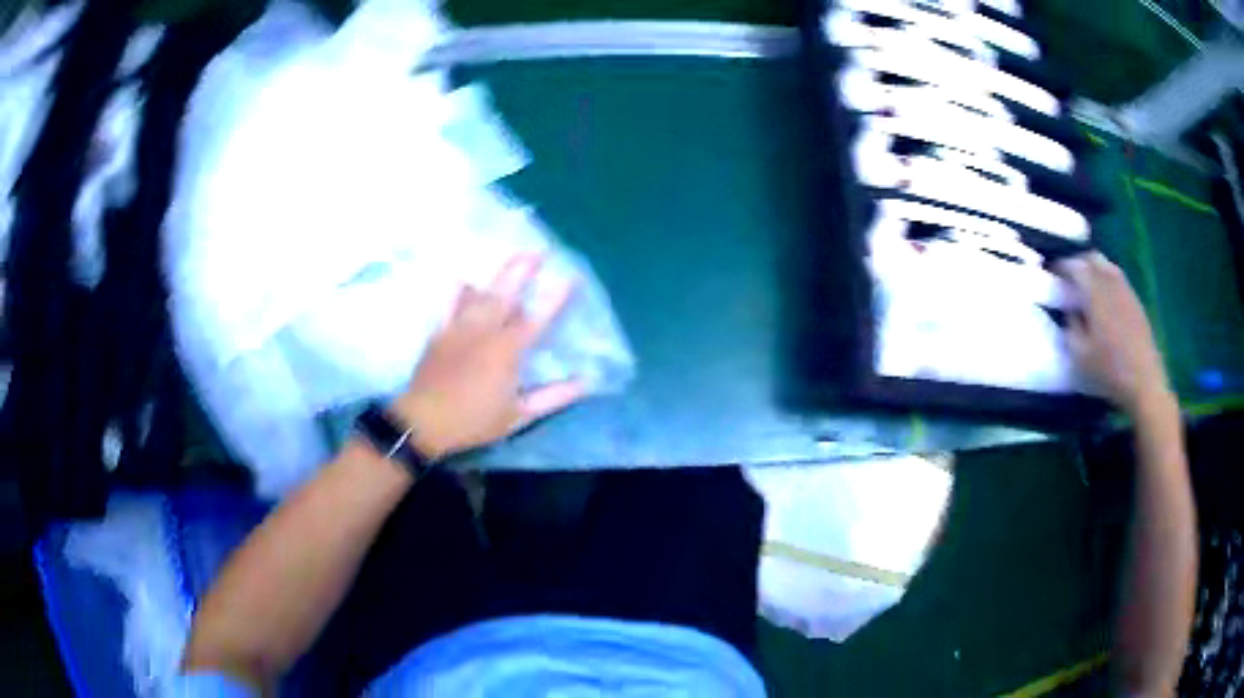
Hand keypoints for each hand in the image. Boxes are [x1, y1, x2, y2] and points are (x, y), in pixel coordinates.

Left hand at [387, 254, 585, 459]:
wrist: (425, 420)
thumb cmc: (474, 420)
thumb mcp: (518, 416)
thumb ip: (553, 398)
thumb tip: (585, 383)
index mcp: (507, 351)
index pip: (538, 318)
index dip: (556, 297)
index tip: (572, 277)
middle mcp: (485, 331)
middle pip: (507, 295)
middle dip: (523, 270)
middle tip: (539, 250)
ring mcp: (459, 328)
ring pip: (481, 295)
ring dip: (498, 274)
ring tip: (511, 257)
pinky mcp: (440, 332)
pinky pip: (450, 304)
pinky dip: (458, 290)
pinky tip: (463, 277)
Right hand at [1053, 252, 1172, 415]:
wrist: (1144, 382)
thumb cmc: (1109, 370)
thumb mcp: (1080, 355)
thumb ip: (1071, 327)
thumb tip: (1069, 310)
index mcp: (1094, 292)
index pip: (1074, 266)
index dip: (1061, 264)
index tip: (1051, 271)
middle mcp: (1111, 283)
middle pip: (1092, 258)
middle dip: (1078, 261)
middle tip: (1068, 274)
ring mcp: (1126, 290)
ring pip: (1107, 265)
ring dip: (1094, 268)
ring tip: (1086, 283)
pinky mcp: (1136, 302)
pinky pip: (1118, 279)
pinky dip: (1107, 279)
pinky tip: (1105, 296)